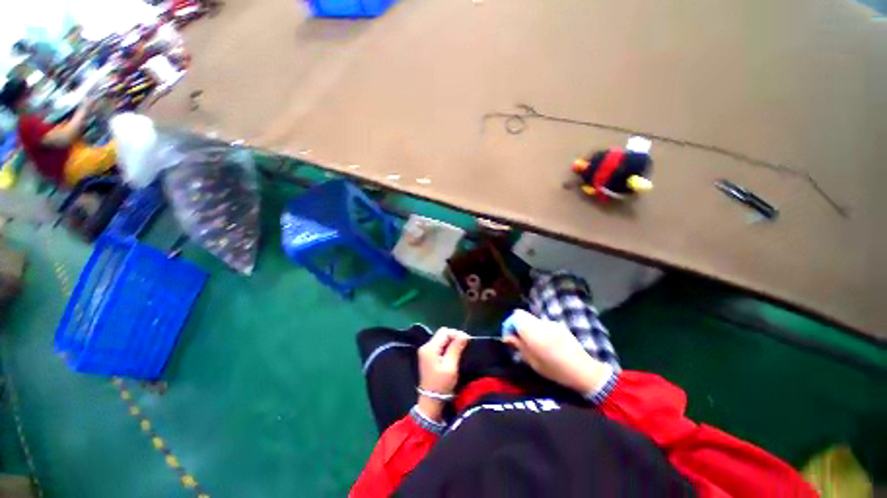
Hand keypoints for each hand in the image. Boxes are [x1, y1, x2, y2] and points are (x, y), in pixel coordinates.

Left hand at [416, 328, 469, 421]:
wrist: (431, 401)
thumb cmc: (441, 384)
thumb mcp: (450, 366)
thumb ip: (456, 349)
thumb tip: (464, 335)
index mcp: (430, 348)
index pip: (444, 332)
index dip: (456, 333)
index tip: (467, 340)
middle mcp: (426, 346)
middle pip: (442, 334)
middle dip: (454, 336)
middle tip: (465, 344)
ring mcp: (426, 351)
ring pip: (441, 339)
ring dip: (451, 342)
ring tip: (461, 348)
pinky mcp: (428, 356)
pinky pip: (439, 345)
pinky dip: (447, 346)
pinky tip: (453, 352)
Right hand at [502, 311, 611, 394]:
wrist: (584, 371)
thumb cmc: (555, 370)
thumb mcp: (533, 362)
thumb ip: (519, 346)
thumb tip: (508, 337)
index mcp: (534, 331)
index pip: (515, 316)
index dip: (509, 325)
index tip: (509, 338)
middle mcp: (542, 323)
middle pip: (523, 316)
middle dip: (517, 326)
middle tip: (518, 341)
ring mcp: (552, 323)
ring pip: (532, 320)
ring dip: (528, 328)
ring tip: (532, 344)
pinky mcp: (559, 326)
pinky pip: (542, 324)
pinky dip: (537, 330)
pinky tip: (544, 344)